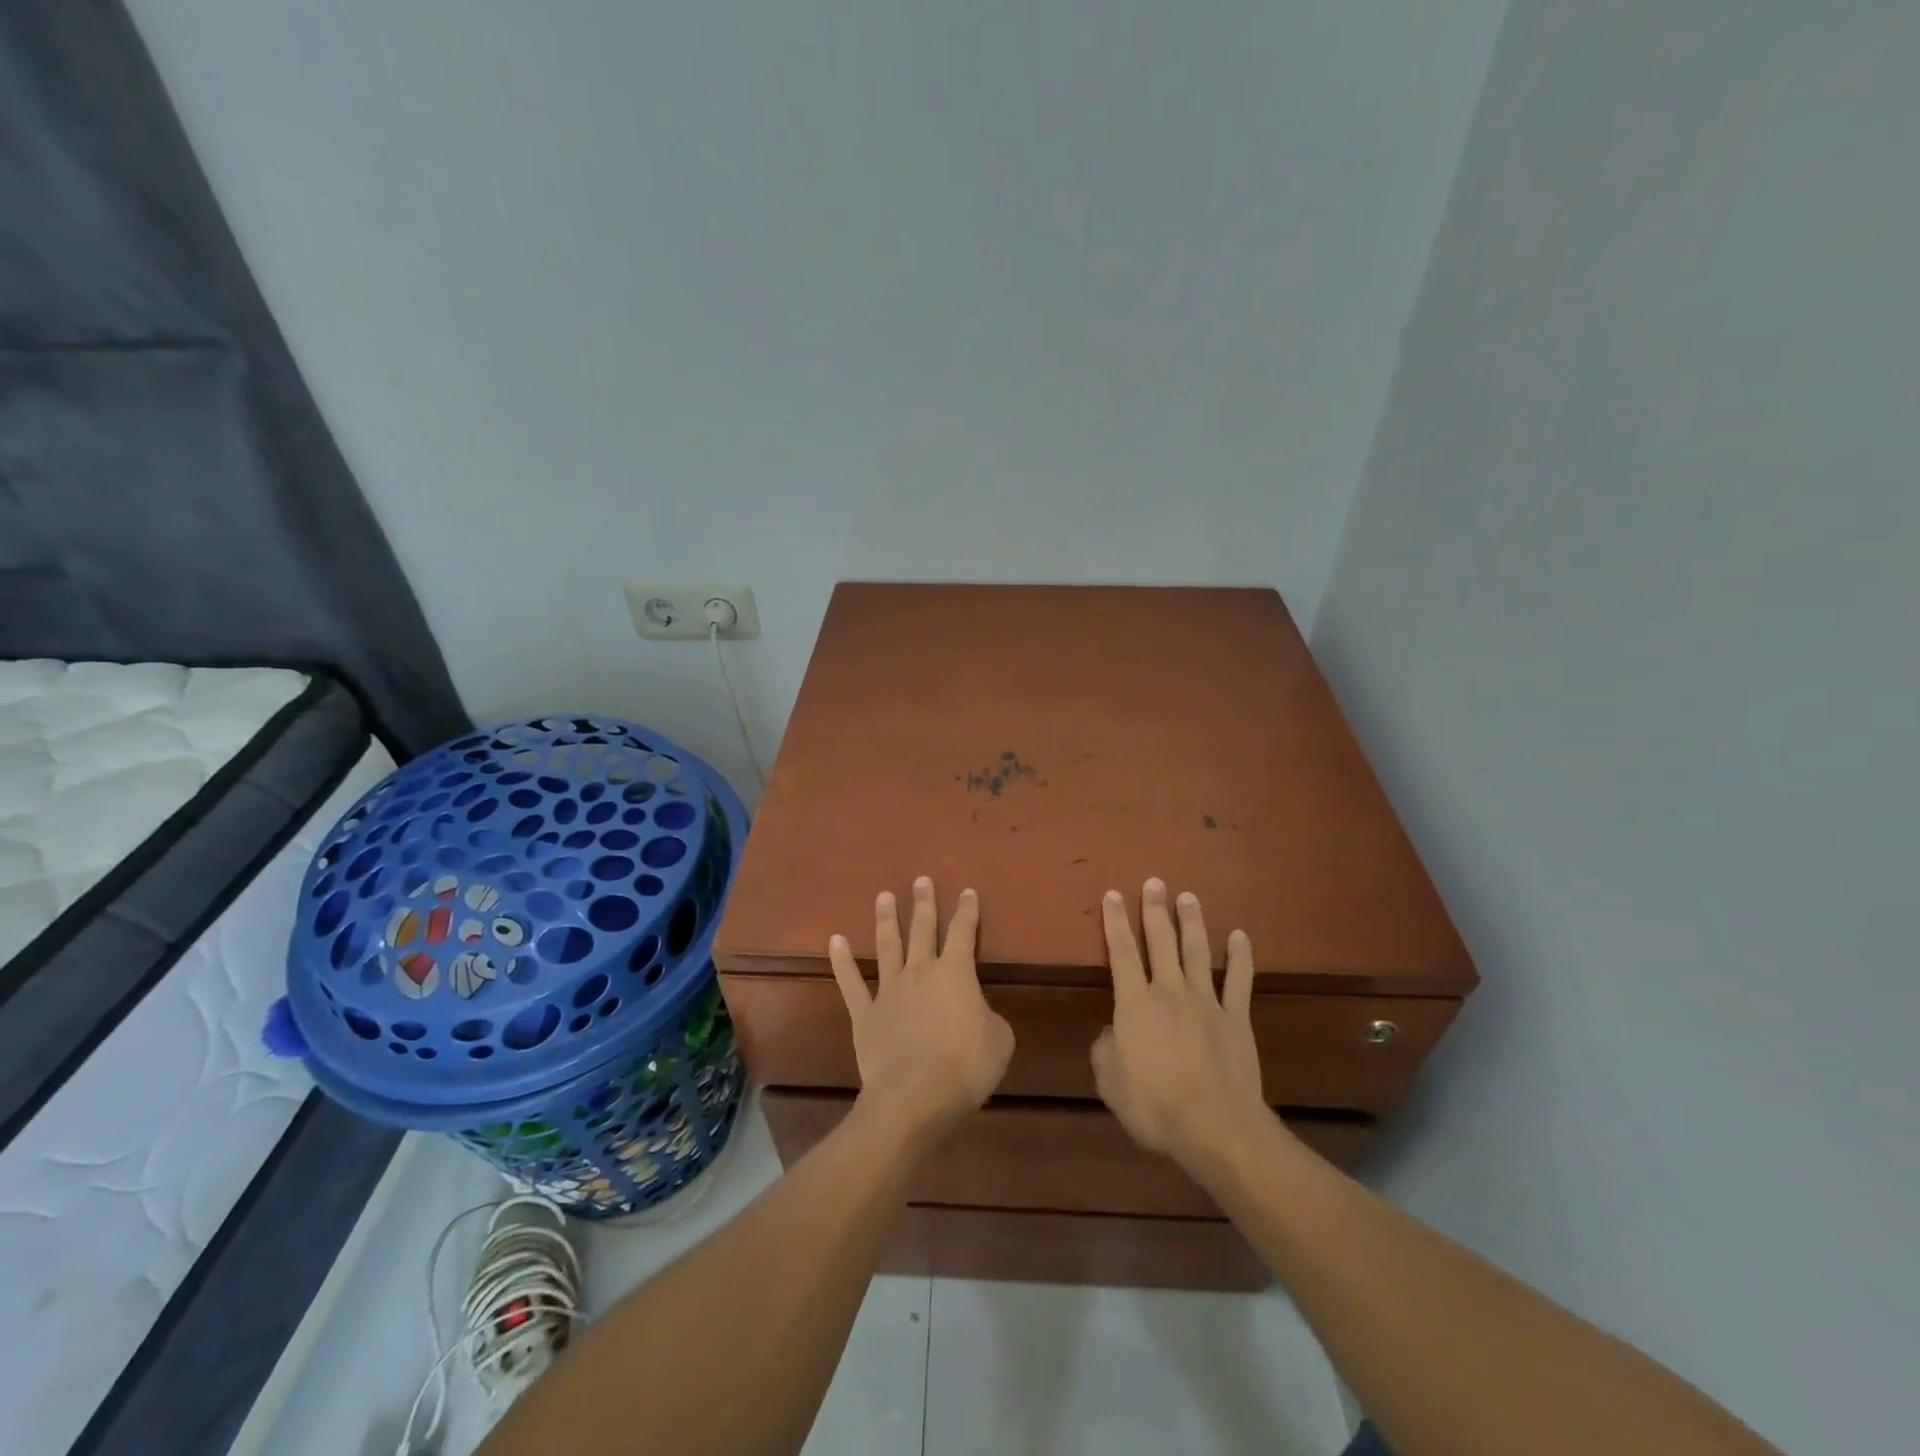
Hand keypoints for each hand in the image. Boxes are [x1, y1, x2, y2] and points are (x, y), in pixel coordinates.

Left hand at [828, 877, 1014, 1134]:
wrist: (915, 1096)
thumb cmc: (965, 1067)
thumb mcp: (999, 1041)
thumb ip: (989, 1018)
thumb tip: (978, 1013)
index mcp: (957, 973)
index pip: (964, 932)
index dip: (967, 911)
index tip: (967, 891)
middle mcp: (921, 971)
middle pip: (923, 929)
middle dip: (924, 903)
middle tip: (921, 880)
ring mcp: (889, 990)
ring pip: (887, 945)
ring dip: (886, 919)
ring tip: (884, 895)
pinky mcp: (866, 1013)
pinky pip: (851, 982)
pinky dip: (842, 961)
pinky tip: (835, 940)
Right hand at [1091, 878, 1269, 1163]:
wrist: (1214, 1127)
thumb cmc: (1154, 1106)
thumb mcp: (1110, 1081)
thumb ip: (1106, 1049)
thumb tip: (1111, 1032)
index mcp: (1135, 1004)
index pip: (1122, 953)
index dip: (1116, 922)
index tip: (1114, 894)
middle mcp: (1169, 992)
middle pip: (1161, 942)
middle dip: (1156, 910)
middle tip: (1156, 881)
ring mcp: (1206, 1002)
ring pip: (1197, 952)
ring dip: (1192, 922)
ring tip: (1189, 896)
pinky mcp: (1236, 1019)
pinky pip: (1238, 981)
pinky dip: (1240, 957)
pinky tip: (1240, 936)